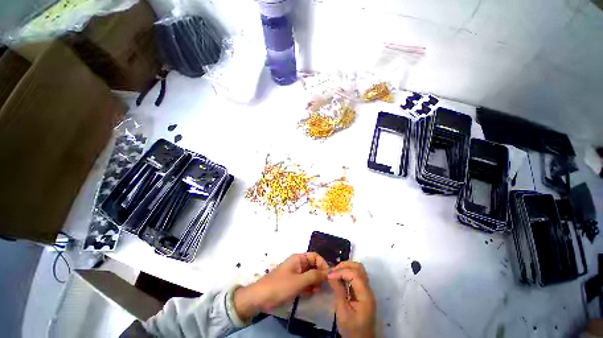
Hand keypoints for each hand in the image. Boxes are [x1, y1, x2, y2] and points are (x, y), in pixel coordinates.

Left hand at [234, 253, 328, 319]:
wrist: (260, 298)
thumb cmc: (280, 286)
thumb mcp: (299, 281)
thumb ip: (314, 276)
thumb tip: (328, 272)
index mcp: (298, 258)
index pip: (315, 256)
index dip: (322, 264)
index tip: (328, 276)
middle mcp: (298, 263)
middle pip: (313, 265)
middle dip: (319, 274)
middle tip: (321, 286)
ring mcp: (295, 273)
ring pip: (310, 274)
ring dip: (314, 282)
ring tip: (315, 291)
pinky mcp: (293, 283)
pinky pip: (305, 282)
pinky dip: (309, 286)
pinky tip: (309, 293)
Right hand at [327, 261, 375, 337]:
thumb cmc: (352, 330)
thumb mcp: (342, 313)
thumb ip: (338, 292)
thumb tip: (331, 275)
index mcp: (365, 295)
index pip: (355, 274)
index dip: (341, 272)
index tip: (329, 275)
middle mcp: (368, 289)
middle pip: (359, 268)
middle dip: (345, 266)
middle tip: (333, 271)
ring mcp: (366, 290)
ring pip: (358, 270)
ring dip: (346, 268)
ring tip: (335, 273)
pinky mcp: (362, 292)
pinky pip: (356, 276)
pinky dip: (347, 273)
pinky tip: (339, 278)